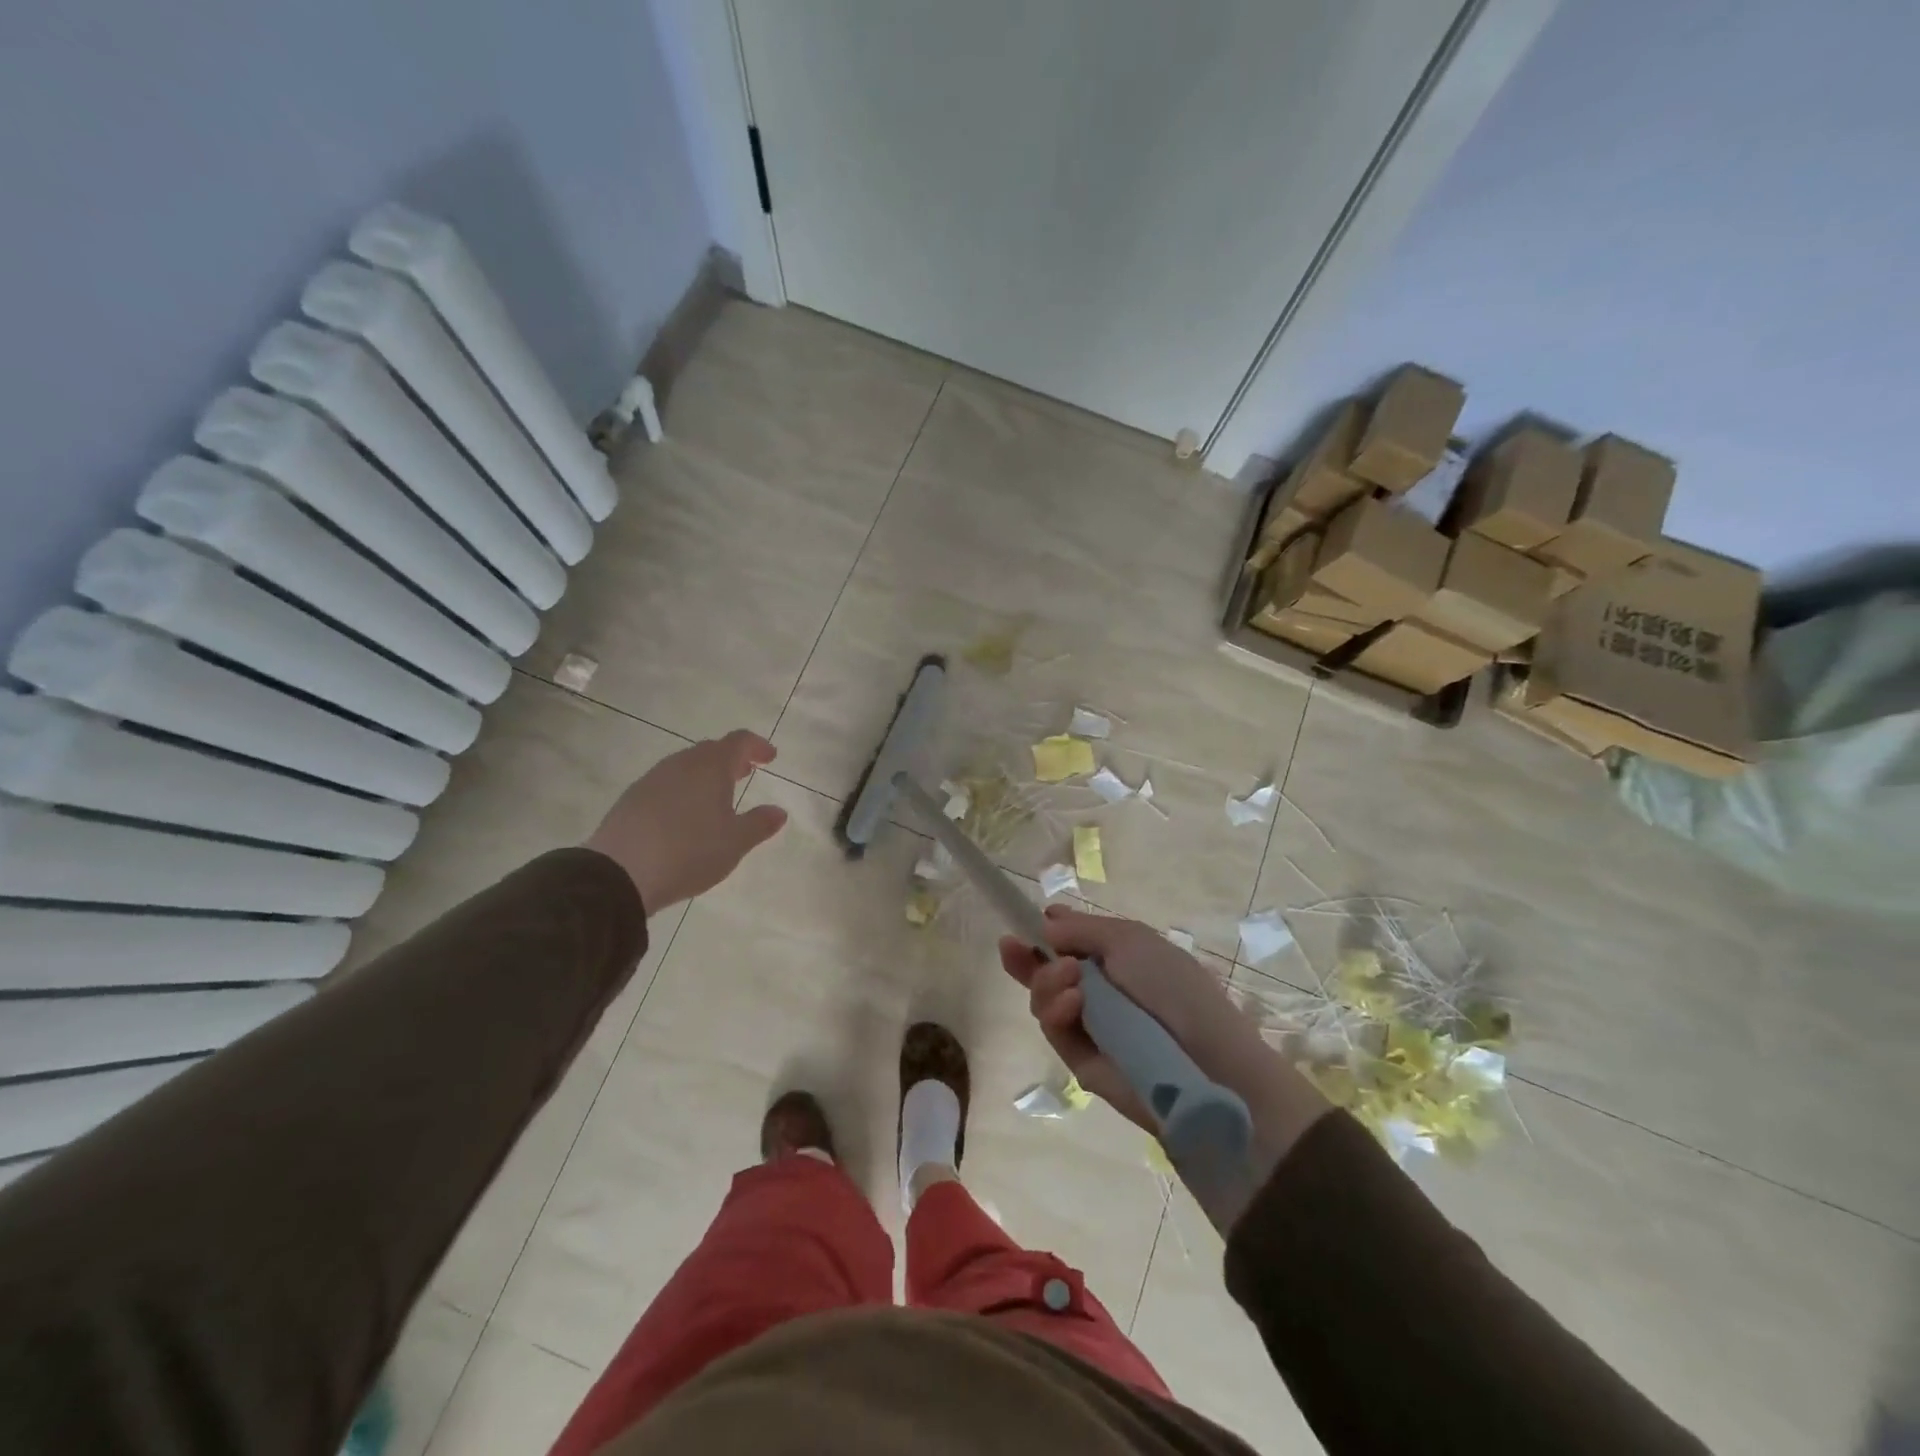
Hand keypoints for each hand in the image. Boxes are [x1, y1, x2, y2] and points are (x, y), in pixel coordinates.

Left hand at [584, 730, 788, 911]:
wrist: (620, 873)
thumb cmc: (689, 851)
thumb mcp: (735, 843)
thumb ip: (759, 824)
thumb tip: (778, 812)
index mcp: (711, 766)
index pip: (739, 742)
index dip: (757, 746)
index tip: (770, 757)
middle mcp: (681, 764)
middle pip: (710, 750)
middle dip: (731, 759)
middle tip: (745, 773)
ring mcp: (652, 779)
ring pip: (686, 766)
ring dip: (705, 774)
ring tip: (716, 796)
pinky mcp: (632, 798)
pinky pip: (666, 783)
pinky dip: (683, 789)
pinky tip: (684, 814)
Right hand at [999, 906, 1327, 1172]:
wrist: (1207, 1062)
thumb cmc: (1174, 987)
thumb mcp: (1130, 940)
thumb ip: (1082, 929)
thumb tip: (1046, 920)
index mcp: (1116, 959)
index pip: (1069, 944)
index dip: (1043, 935)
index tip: (1021, 927)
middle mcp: (1099, 991)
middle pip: (1046, 972)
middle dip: (1027, 959)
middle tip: (1012, 947)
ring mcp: (1089, 1026)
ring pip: (1044, 999)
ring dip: (1047, 982)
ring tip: (1071, 980)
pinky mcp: (1080, 1060)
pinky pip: (1054, 1029)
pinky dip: (1056, 1011)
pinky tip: (1072, 1004)